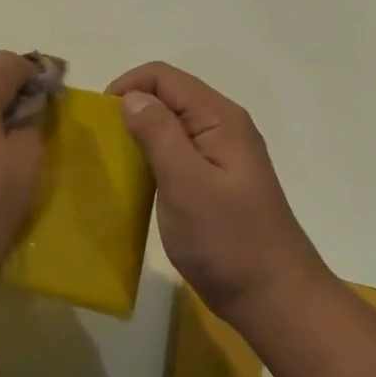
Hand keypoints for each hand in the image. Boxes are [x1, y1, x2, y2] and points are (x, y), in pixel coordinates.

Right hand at [107, 63, 332, 328]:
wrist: (273, 300)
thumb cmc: (228, 240)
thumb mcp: (186, 184)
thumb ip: (159, 134)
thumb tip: (132, 96)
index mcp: (219, 119)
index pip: (164, 77)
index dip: (128, 87)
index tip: (102, 121)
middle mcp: (222, 127)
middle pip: (168, 95)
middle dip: (132, 107)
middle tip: (105, 143)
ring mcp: (220, 154)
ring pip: (170, 123)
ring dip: (140, 133)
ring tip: (116, 161)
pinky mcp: (214, 179)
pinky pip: (176, 150)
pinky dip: (152, 155)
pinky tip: (138, 179)